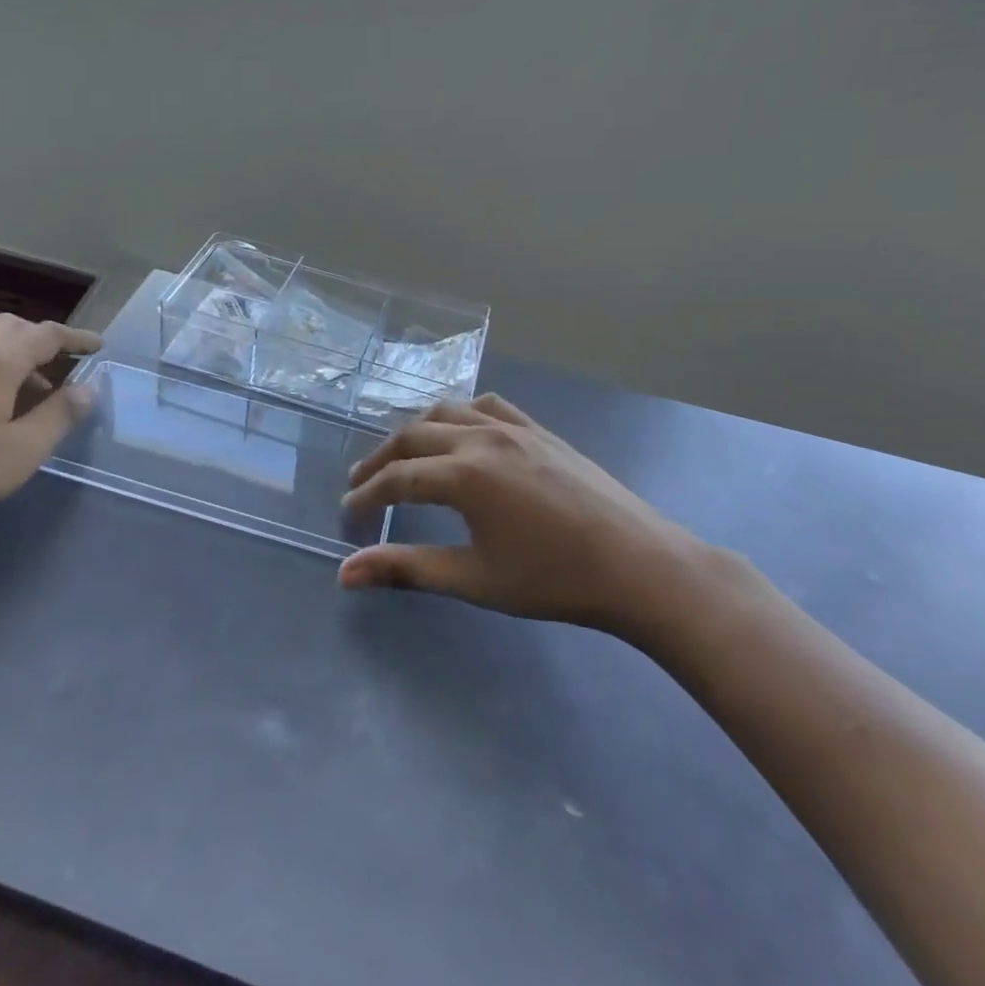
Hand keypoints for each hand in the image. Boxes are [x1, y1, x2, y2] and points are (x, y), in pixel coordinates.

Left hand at [0, 315, 101, 548]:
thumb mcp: (22, 451)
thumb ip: (59, 416)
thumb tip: (88, 389)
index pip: (47, 334)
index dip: (76, 338)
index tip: (98, 346)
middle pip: (12, 327)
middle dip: (42, 339)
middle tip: (63, 363)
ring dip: (12, 354)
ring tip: (27, 389)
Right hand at [338, 393, 710, 645]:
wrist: (639, 565)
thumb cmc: (553, 579)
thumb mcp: (474, 579)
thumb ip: (406, 569)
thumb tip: (345, 573)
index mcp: (462, 475)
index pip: (396, 479)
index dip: (367, 495)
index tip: (349, 513)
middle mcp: (480, 438)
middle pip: (412, 437)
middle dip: (381, 460)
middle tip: (362, 484)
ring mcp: (512, 427)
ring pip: (445, 412)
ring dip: (415, 432)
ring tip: (403, 456)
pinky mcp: (539, 430)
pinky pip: (486, 406)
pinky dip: (459, 415)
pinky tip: (461, 433)